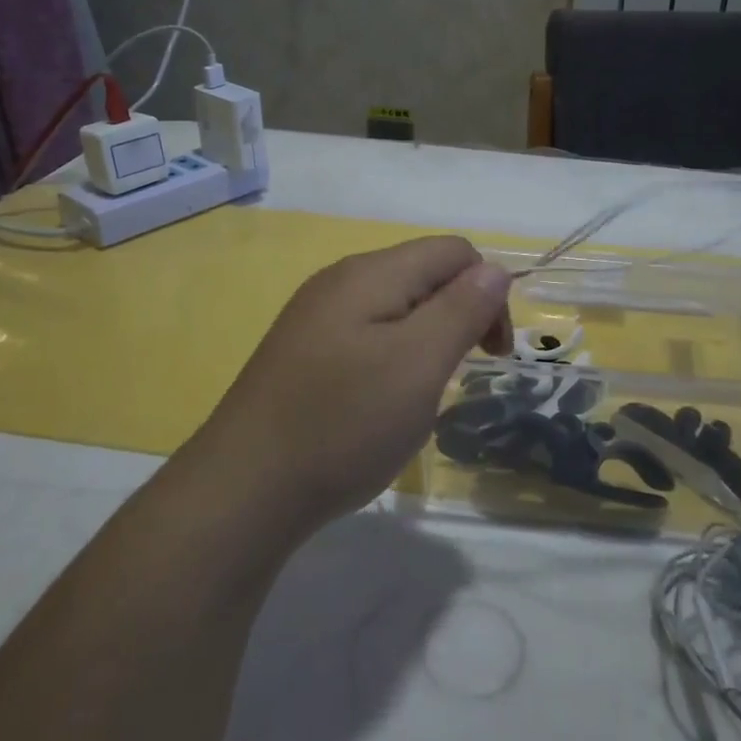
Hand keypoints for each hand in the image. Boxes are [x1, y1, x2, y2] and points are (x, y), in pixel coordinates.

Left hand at [185, 236, 512, 541]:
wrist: (245, 489)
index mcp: (372, 273)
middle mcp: (341, 280)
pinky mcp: (303, 350)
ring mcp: (316, 316)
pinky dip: (393, 358)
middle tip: (462, 374)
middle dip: (459, 315)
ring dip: (427, 340)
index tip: (491, 354)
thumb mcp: (418, 364)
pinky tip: (381, 401)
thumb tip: (495, 268)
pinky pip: (367, 334)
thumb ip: (462, 308)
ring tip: (422, 392)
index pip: (454, 251)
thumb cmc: (344, 423)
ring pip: (397, 307)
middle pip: (424, 274)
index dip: (488, 293)